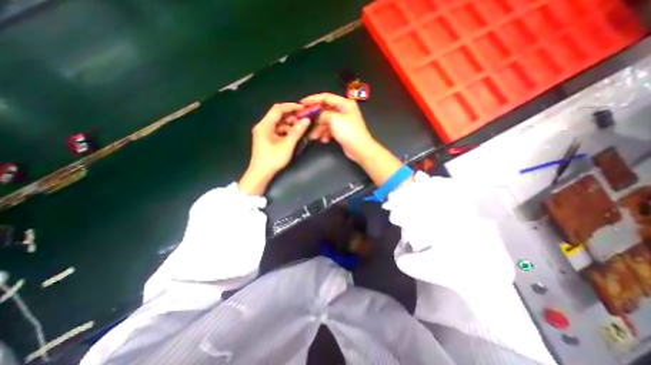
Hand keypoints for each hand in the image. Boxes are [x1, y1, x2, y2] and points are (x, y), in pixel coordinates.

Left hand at [239, 103, 309, 194]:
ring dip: (290, 125)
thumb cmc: (273, 159)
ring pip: (278, 124)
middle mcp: (263, 126)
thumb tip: (307, 120)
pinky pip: (277, 131)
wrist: (260, 174)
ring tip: (301, 129)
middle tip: (304, 120)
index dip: (291, 106)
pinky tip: (294, 136)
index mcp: (264, 125)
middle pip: (278, 116)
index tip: (303, 109)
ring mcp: (264, 133)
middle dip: (291, 117)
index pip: (278, 109)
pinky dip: (286, 131)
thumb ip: (297, 132)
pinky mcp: (266, 139)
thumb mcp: (287, 145)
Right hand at [302, 93, 373, 162]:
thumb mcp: (334, 120)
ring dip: (319, 129)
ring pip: (327, 122)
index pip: (326, 97)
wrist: (359, 149)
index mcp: (344, 104)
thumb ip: (322, 115)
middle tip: (305, 121)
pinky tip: (324, 140)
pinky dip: (326, 134)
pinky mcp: (342, 131)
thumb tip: (316, 115)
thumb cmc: (348, 131)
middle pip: (325, 111)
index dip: (313, 99)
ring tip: (313, 136)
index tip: (302, 103)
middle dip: (315, 118)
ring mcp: (343, 121)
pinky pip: (330, 130)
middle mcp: (344, 110)